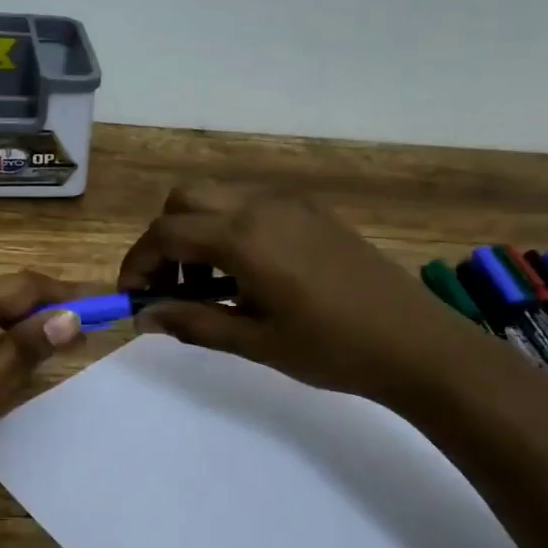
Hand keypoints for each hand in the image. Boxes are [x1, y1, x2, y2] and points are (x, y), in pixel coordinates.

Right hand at [117, 185, 460, 406]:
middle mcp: (261, 206)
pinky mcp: (313, 212)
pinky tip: (246, 275)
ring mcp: (291, 204)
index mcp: (243, 237)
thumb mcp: (254, 341)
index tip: (132, 299)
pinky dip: (229, 230)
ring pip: (219, 199)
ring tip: (208, 288)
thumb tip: (144, 317)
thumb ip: (193, 322)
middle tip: (170, 289)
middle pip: (185, 200)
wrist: (415, 343)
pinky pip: (252, 206)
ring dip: (197, 233)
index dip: (138, 264)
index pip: (165, 233)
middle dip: (164, 240)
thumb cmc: (330, 348)